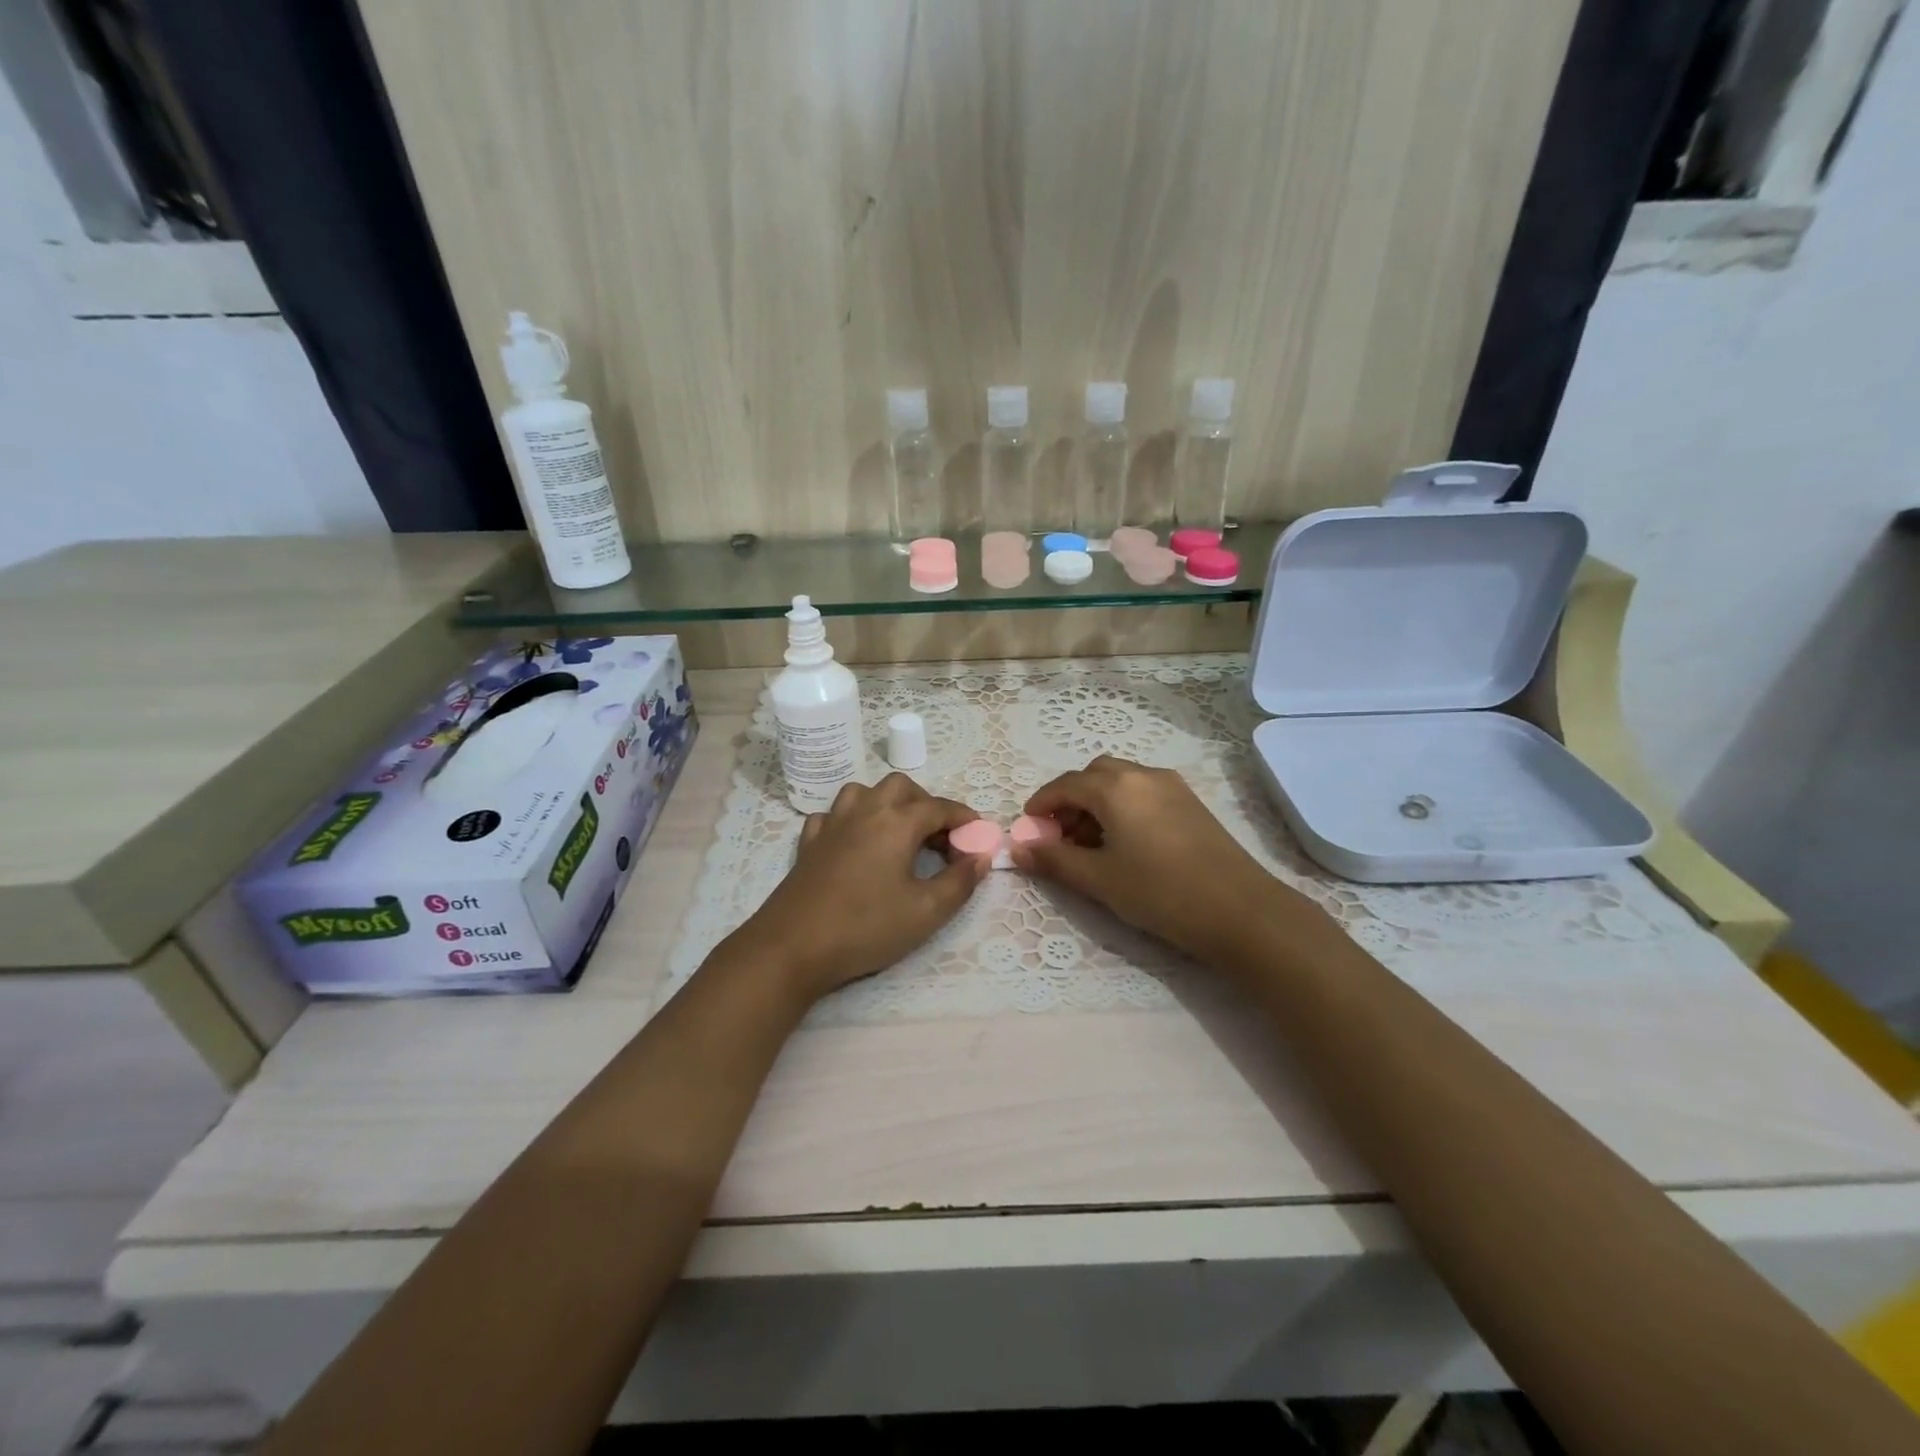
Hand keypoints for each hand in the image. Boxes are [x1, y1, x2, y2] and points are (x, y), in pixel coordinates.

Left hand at [727, 773, 987, 1003]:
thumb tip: (980, 857)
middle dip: (925, 803)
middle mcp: (865, 811)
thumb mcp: (926, 912)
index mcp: (896, 822)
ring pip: (863, 792)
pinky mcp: (809, 843)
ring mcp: (832, 824)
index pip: (939, 807)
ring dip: (887, 804)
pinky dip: (852, 821)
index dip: (963, 818)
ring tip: (899, 834)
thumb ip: (960, 882)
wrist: (792, 946)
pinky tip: (856, 843)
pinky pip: (834, 815)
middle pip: (901, 787)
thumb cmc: (866, 927)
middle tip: (939, 837)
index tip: (978, 835)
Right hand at [1014, 755, 1326, 964]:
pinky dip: (1123, 806)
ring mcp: (1171, 786)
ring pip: (1121, 781)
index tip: (1028, 828)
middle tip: (1060, 837)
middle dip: (1070, 800)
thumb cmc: (1160, 893)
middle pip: (1093, 775)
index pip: (1065, 785)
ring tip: (1092, 844)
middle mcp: (1142, 775)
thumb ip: (1055, 860)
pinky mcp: (1190, 802)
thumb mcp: (1099, 880)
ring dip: (1097, 802)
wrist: (1240, 910)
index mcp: (1115, 787)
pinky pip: (1143, 791)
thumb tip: (1018, 849)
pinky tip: (1126, 843)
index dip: (1041, 805)